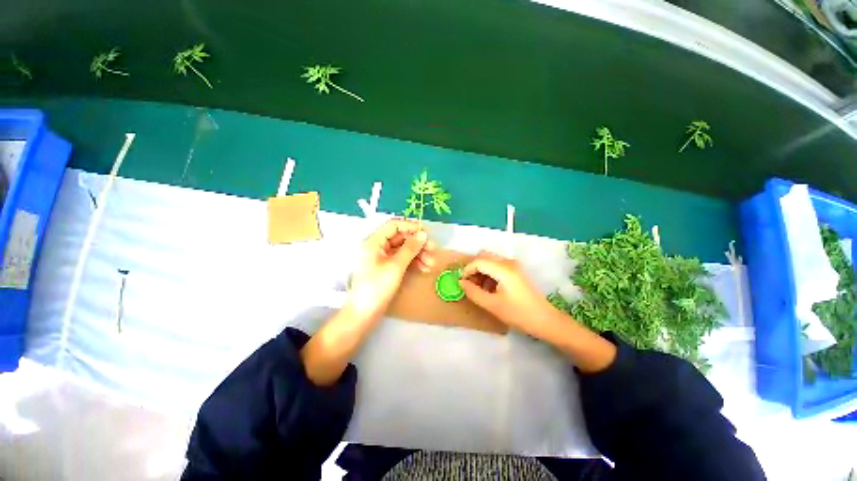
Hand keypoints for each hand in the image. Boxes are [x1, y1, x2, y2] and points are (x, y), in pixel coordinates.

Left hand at [346, 219, 435, 322]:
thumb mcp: (396, 266)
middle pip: (401, 237)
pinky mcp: (388, 268)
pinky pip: (402, 259)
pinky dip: (414, 262)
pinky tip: (424, 268)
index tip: (426, 233)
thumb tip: (423, 234)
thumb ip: (410, 248)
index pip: (393, 225)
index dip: (410, 226)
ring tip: (431, 263)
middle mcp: (378, 247)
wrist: (364, 314)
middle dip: (418, 243)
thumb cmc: (377, 287)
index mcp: (374, 242)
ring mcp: (383, 258)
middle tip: (433, 249)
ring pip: (404, 249)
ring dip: (418, 254)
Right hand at [460, 250, 553, 335]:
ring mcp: (513, 265)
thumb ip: (473, 292)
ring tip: (480, 289)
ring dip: (481, 271)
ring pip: (490, 261)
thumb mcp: (492, 305)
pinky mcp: (516, 271)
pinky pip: (497, 266)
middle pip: (484, 256)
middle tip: (470, 285)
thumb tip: (461, 283)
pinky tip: (490, 289)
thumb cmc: (518, 313)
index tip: (462, 283)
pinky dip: (489, 274)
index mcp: (503, 269)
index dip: (467, 271)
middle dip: (473, 269)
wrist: (545, 320)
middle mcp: (508, 262)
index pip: (478, 261)